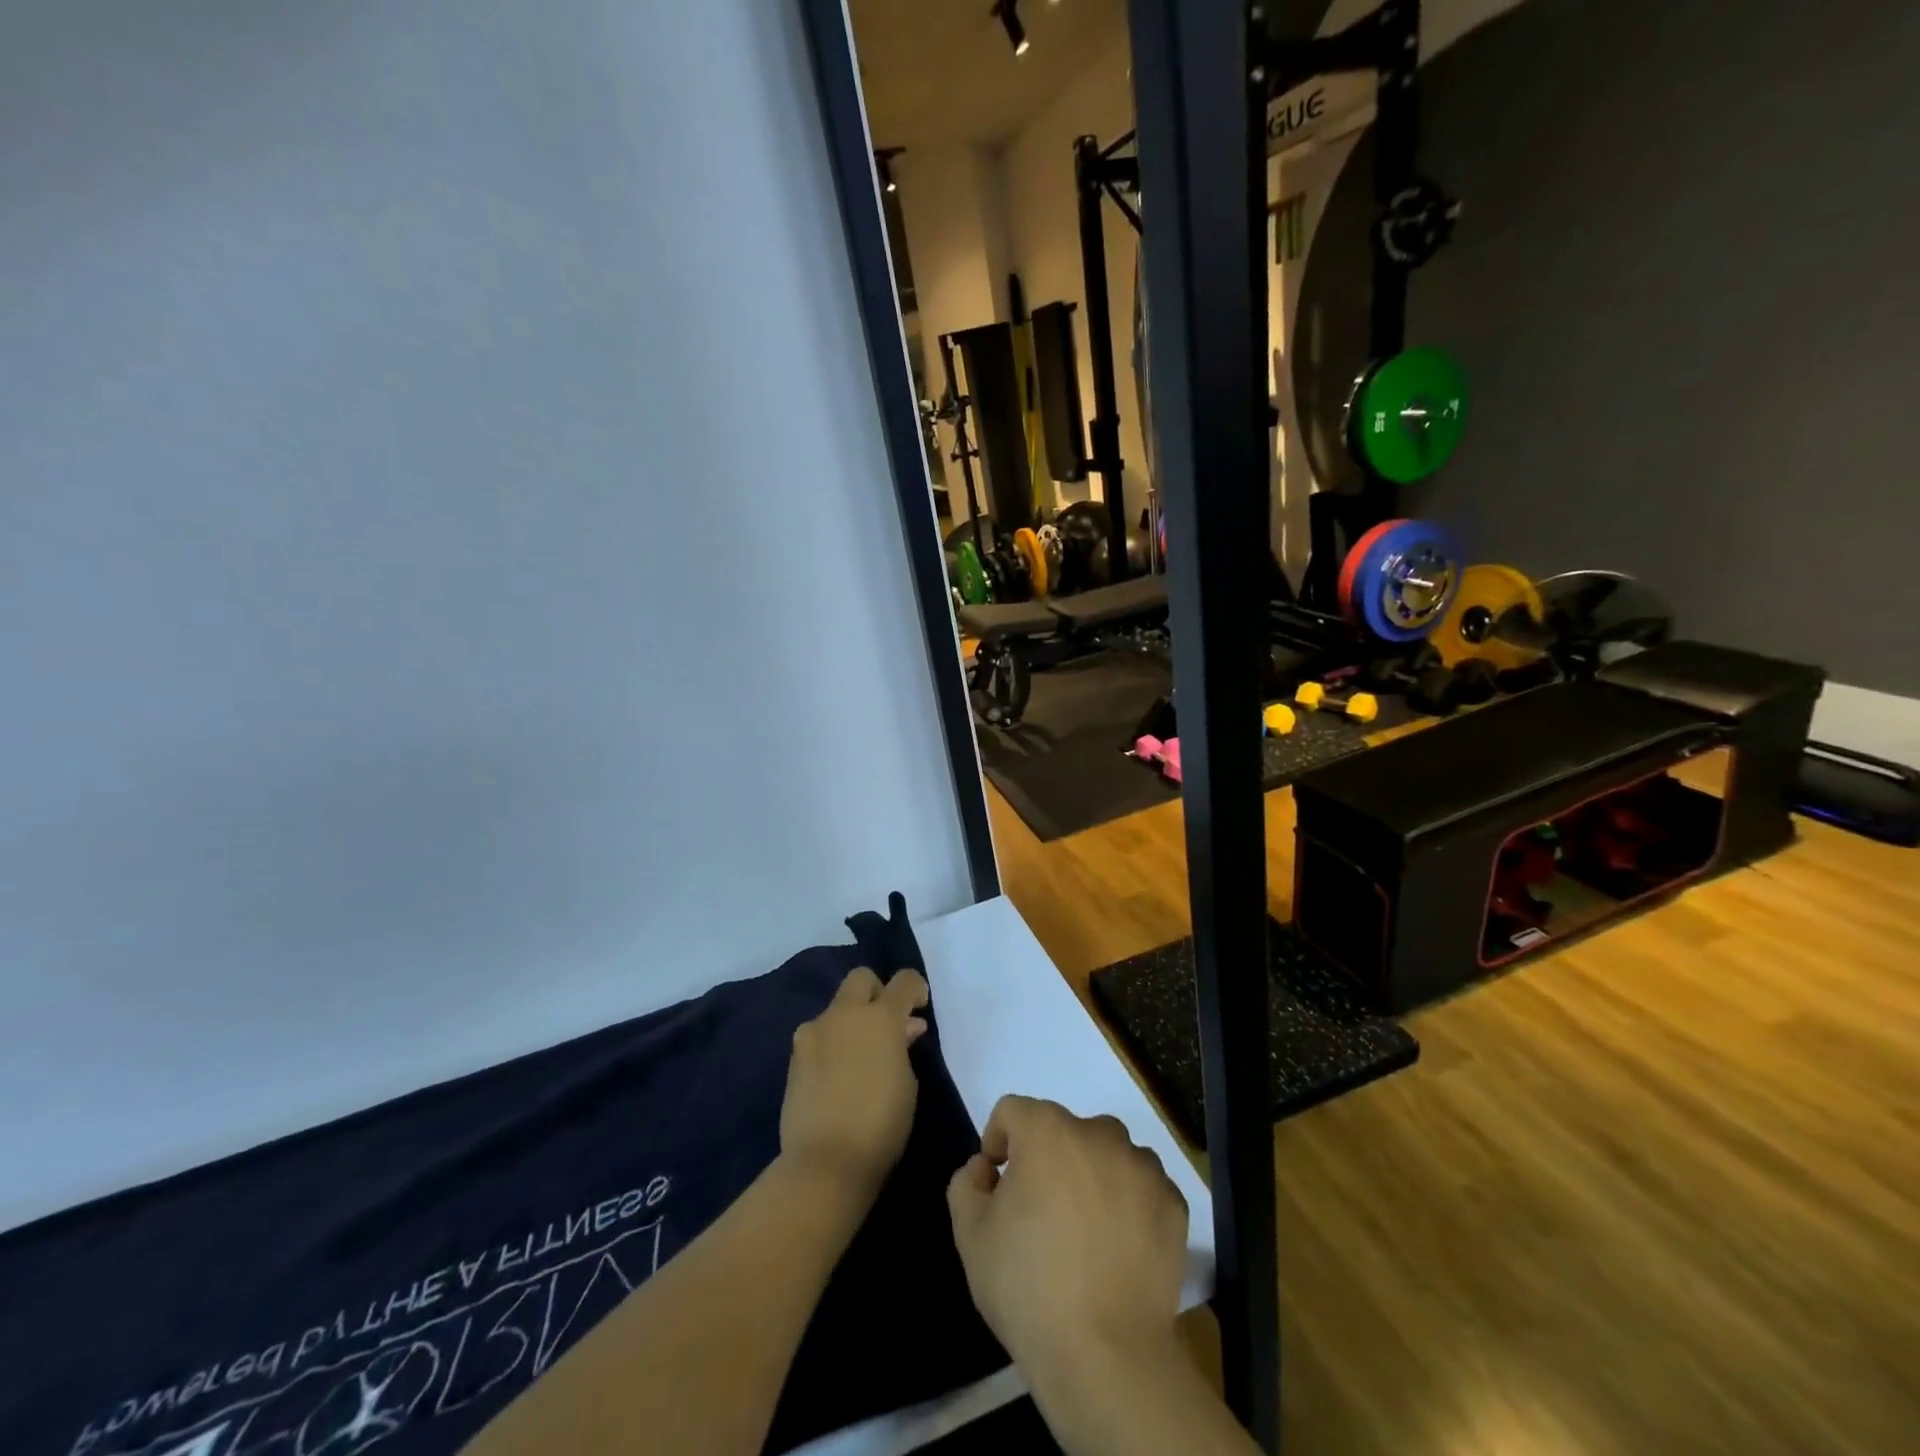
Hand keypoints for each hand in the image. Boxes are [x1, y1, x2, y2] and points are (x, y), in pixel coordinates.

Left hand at [779, 967, 928, 1201]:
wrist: (824, 1162)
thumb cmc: (881, 1124)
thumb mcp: (907, 1084)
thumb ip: (903, 1048)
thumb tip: (903, 1030)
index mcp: (880, 1018)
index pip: (903, 981)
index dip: (915, 988)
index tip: (919, 1005)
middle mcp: (844, 1014)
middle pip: (861, 979)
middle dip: (877, 992)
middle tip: (886, 1023)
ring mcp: (813, 1033)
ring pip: (837, 1009)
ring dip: (852, 1022)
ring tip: (861, 1057)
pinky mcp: (794, 1056)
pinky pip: (820, 1036)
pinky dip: (833, 1044)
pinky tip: (839, 1075)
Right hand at [946, 1097, 1188, 1389]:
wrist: (1106, 1356)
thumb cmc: (1028, 1287)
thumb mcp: (971, 1235)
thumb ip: (967, 1184)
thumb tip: (986, 1168)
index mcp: (1047, 1130)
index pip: (1013, 1112)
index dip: (999, 1141)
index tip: (997, 1183)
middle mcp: (1098, 1133)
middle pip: (1064, 1131)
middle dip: (1048, 1160)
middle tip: (1040, 1213)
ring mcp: (1142, 1167)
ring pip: (1107, 1155)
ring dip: (1092, 1177)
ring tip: (1084, 1232)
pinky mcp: (1173, 1203)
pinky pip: (1141, 1189)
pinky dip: (1128, 1205)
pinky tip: (1118, 1250)